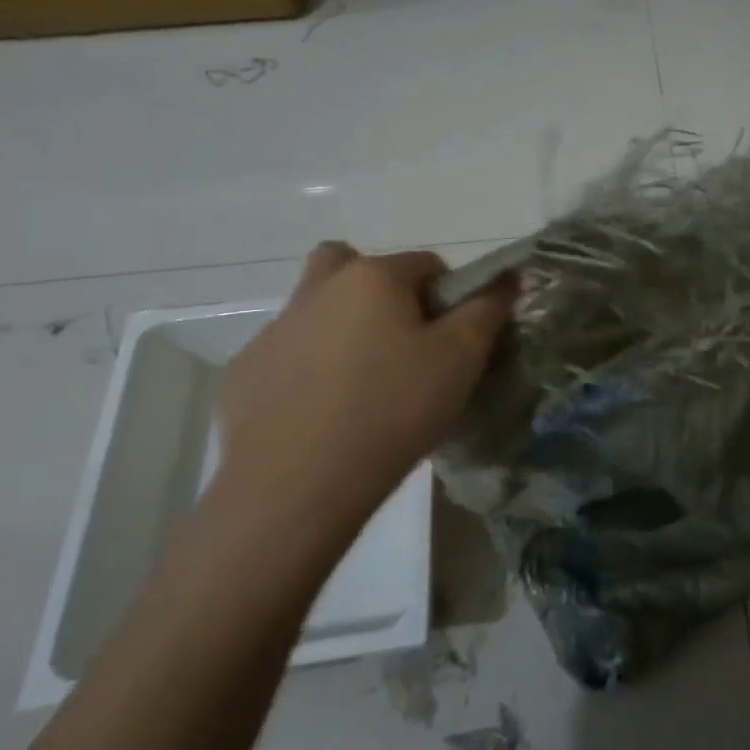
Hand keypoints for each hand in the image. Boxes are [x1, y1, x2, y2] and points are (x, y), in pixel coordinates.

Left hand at [214, 243, 513, 540]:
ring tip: (363, 387)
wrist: (296, 485)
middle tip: (398, 342)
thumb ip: (487, 309)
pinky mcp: (244, 373)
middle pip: (353, 266)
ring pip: (318, 310)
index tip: (451, 341)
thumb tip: (506, 277)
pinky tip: (322, 415)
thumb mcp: (461, 357)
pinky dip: (308, 370)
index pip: (426, 264)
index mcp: (372, 277)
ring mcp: (274, 331)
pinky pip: (287, 354)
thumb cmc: (393, 408)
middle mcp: (318, 290)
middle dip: (379, 291)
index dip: (447, 297)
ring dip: (342, 329)